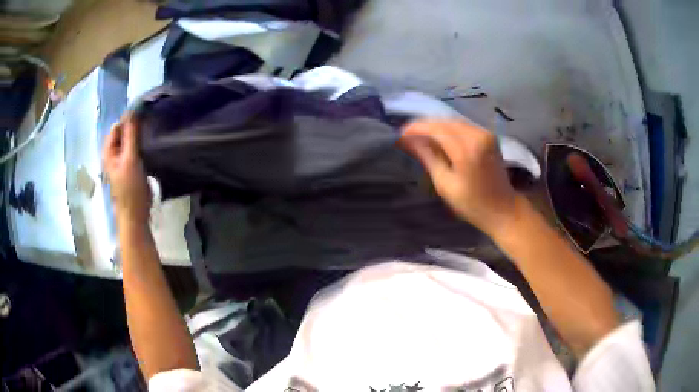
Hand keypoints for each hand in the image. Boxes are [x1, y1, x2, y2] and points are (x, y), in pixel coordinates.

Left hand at [103, 114, 150, 224]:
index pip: (117, 126)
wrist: (136, 214)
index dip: (128, 118)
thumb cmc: (130, 187)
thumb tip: (133, 109)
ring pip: (130, 140)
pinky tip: (151, 142)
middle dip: (134, 125)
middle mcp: (114, 153)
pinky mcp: (132, 166)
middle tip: (150, 120)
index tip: (144, 113)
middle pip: (123, 132)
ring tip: (152, 129)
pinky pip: (136, 149)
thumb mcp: (130, 158)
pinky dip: (142, 143)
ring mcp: (123, 160)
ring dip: (139, 134)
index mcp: (109, 150)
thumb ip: (131, 134)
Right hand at [400, 120, 518, 234]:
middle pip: (445, 122)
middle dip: (424, 126)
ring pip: (454, 122)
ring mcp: (485, 134)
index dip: (416, 128)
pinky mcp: (489, 135)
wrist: (503, 209)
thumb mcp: (445, 184)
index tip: (400, 134)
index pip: (436, 129)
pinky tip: (439, 138)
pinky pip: (463, 126)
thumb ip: (428, 157)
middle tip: (408, 136)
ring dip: (436, 127)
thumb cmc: (472, 204)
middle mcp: (478, 136)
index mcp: (467, 150)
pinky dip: (449, 129)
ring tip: (421, 137)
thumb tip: (408, 141)